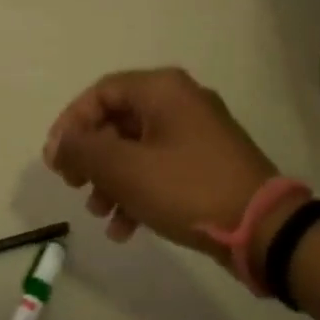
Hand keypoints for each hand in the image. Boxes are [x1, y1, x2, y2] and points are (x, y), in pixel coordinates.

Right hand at [44, 68, 283, 270]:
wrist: (264, 229)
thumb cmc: (187, 188)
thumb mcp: (125, 169)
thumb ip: (83, 150)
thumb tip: (57, 144)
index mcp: (162, 90)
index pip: (100, 93)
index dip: (71, 123)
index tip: (56, 159)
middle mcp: (180, 102)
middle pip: (117, 121)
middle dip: (90, 157)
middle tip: (72, 185)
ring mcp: (197, 134)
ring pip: (136, 149)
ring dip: (110, 180)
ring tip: (98, 213)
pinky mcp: (207, 165)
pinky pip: (159, 169)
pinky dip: (137, 192)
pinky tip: (124, 229)